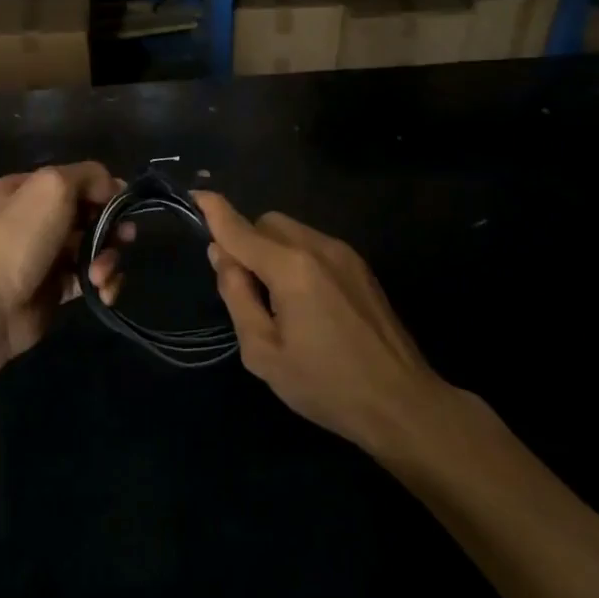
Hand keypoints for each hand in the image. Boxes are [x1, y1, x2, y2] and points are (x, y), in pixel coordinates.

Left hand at [0, 163, 127, 361]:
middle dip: (112, 227)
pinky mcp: (57, 288)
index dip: (104, 191)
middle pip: (91, 214)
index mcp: (27, 188)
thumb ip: (88, 176)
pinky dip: (104, 283)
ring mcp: (46, 254)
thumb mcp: (52, 186)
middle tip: (124, 238)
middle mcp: (36, 218)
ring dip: (108, 258)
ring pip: (95, 247)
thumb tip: (114, 187)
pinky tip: (102, 291)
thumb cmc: (19, 239)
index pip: (78, 180)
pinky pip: (92, 277)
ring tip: (100, 275)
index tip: (122, 207)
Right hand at [193, 192, 443, 453]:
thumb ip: (237, 296)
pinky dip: (296, 257)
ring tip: (279, 301)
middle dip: (247, 242)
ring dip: (272, 250)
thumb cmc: (326, 385)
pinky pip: (314, 244)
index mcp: (290, 268)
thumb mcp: (264, 352)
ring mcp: (344, 253)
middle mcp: (317, 247)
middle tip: (246, 290)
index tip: (196, 194)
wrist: (402, 403)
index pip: (240, 229)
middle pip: (267, 222)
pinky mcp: (360, 266)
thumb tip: (221, 255)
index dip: (214, 211)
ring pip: (291, 230)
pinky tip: (307, 302)